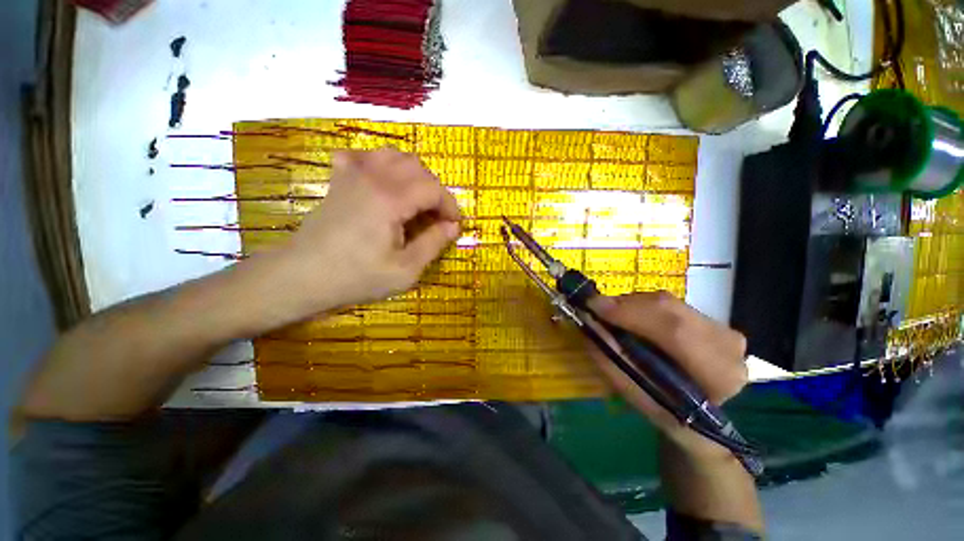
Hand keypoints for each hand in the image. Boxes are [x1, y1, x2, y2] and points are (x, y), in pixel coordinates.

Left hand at [272, 148, 461, 317]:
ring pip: (393, 156)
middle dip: (435, 191)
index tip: (453, 225)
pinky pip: (363, 156)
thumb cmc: (356, 277)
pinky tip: (382, 182)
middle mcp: (373, 177)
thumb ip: (433, 244)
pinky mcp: (339, 179)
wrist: (302, 276)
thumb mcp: (405, 270)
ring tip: (415, 200)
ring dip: (412, 175)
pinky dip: (380, 164)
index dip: (450, 206)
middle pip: (417, 167)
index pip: (433, 189)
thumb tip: (452, 226)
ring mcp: (352, 174)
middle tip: (435, 217)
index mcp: (391, 200)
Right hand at [585, 292, 748, 456]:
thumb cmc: (667, 414)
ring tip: (610, 316)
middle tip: (594, 307)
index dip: (631, 313)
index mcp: (718, 374)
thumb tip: (588, 324)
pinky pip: (667, 303)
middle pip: (668, 309)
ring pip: (666, 302)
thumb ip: (613, 360)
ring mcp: (722, 328)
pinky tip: (631, 319)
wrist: (702, 418)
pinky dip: (641, 306)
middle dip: (625, 305)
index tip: (594, 306)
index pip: (675, 331)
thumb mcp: (636, 395)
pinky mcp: (711, 319)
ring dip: (631, 305)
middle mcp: (727, 345)